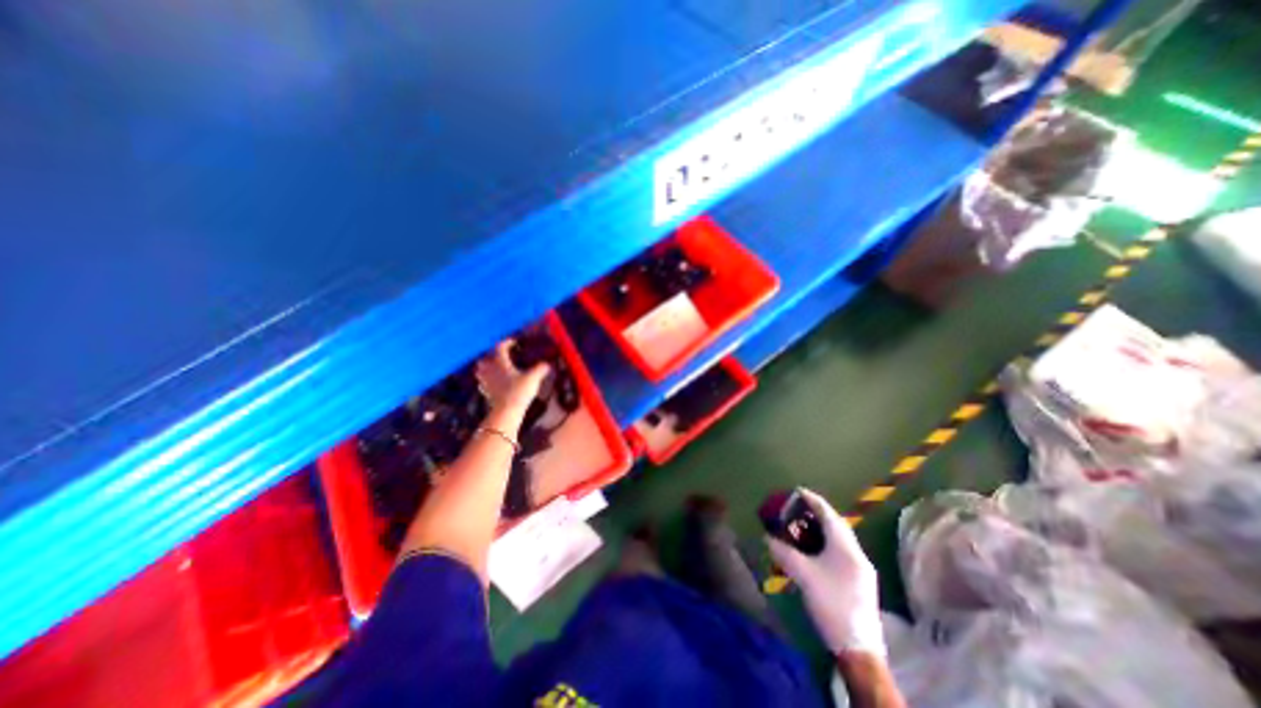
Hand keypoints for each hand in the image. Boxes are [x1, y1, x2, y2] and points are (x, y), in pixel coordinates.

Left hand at [476, 340, 548, 423]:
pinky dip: (488, 382)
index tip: (514, 342)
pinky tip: (496, 385)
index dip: (507, 343)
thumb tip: (547, 364)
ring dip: (487, 369)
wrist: (506, 411)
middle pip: (485, 359)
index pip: (500, 347)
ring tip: (497, 371)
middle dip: (492, 357)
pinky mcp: (486, 394)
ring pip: (482, 371)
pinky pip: (484, 384)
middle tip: (502, 358)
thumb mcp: (533, 378)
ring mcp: (486, 382)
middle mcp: (490, 370)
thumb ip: (540, 369)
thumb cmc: (519, 391)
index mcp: (500, 362)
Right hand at [762, 488, 877, 658]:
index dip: (813, 500)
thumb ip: (784, 553)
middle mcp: (857, 554)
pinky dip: (825, 544)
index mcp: (846, 548)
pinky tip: (813, 551)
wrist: (859, 650)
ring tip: (802, 526)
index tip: (797, 491)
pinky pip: (840, 552)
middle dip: (817, 513)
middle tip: (797, 508)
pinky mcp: (859, 582)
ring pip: (840, 539)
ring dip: (821, 529)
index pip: (829, 514)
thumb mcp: (803, 576)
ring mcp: (861, 569)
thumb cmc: (831, 604)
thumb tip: (767, 538)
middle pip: (837, 525)